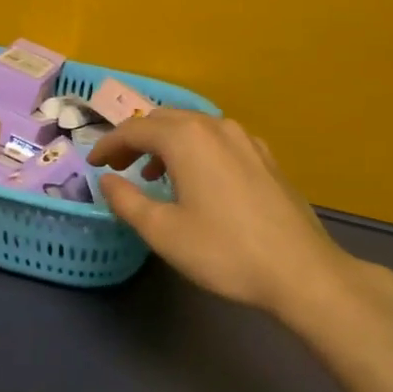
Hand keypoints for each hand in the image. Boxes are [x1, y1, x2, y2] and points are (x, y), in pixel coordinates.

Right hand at [88, 110, 392, 335]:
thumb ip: (126, 200)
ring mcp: (246, 140)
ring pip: (194, 127)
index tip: (92, 164)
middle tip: (117, 166)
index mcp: (186, 139)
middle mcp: (215, 127)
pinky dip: (195, 149)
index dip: (108, 144)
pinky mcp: (265, 158)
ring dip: (166, 143)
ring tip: (153, 173)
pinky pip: (219, 140)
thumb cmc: (223, 251)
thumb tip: (106, 180)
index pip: (134, 129)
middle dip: (135, 139)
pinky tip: (198, 178)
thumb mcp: (162, 231)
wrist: (300, 271)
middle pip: (164, 120)